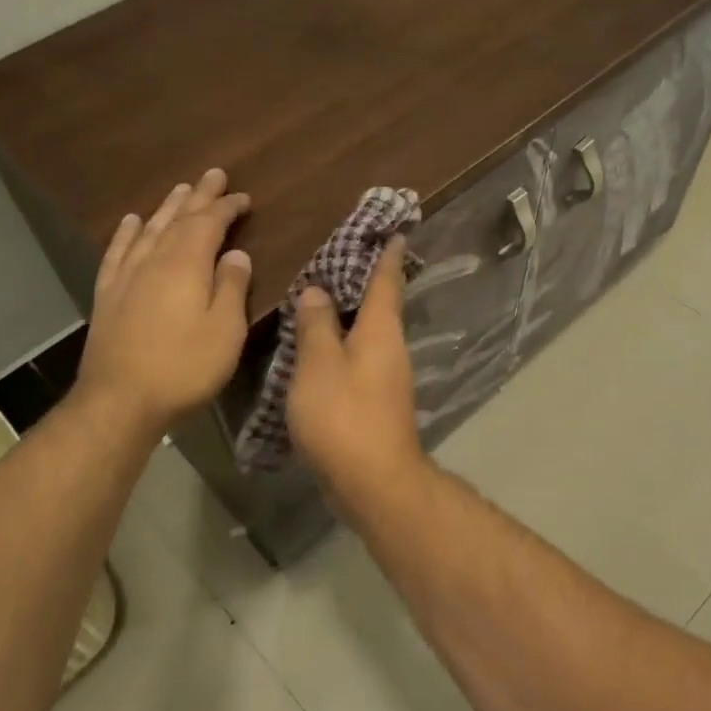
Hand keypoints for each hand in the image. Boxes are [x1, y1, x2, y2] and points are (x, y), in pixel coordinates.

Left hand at [77, 168, 251, 432]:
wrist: (120, 400)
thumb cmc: (184, 367)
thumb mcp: (225, 330)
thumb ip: (232, 287)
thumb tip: (235, 253)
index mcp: (186, 265)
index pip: (209, 224)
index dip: (226, 208)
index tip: (243, 197)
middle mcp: (154, 260)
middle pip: (178, 219)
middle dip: (198, 196)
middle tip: (213, 174)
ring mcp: (126, 277)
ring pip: (149, 230)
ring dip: (166, 208)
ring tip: (179, 190)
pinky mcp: (108, 296)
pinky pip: (117, 253)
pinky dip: (126, 234)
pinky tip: (130, 223)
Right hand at [287, 236, 426, 511]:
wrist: (373, 481)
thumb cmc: (344, 415)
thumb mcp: (319, 364)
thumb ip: (316, 326)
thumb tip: (318, 290)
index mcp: (381, 331)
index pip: (387, 281)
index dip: (388, 254)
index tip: (394, 229)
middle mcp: (390, 349)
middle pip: (379, 307)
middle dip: (364, 281)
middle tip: (340, 256)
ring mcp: (386, 378)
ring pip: (367, 335)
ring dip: (348, 316)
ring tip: (319, 298)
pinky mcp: (375, 403)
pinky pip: (357, 360)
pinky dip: (340, 346)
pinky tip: (317, 349)